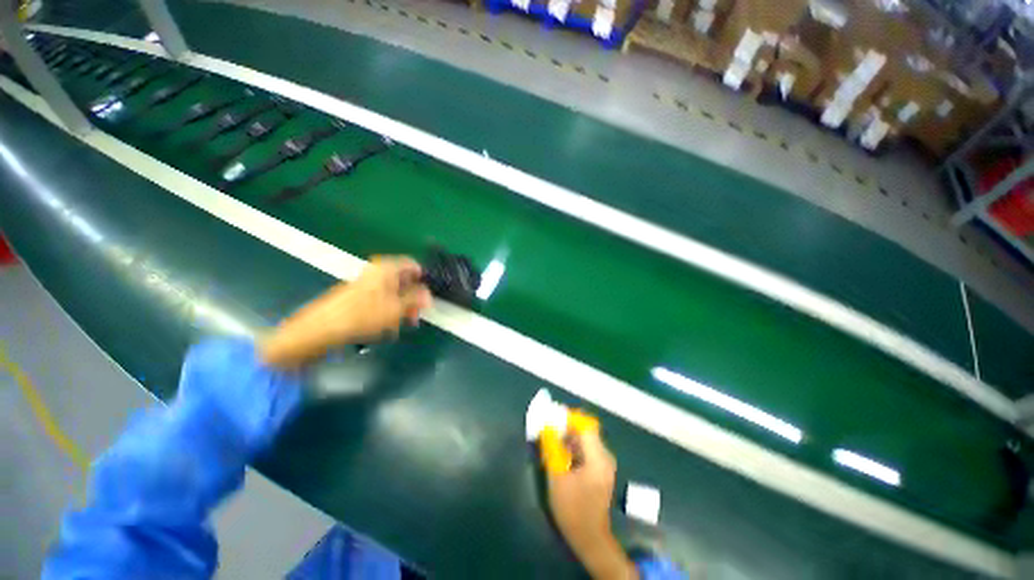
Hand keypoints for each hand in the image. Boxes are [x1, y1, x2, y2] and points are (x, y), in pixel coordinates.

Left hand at [259, 256, 432, 367]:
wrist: (322, 328)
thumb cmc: (364, 315)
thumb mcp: (397, 308)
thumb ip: (416, 299)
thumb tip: (428, 295)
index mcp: (387, 268)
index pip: (412, 264)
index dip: (423, 279)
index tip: (428, 296)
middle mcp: (376, 271)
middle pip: (403, 279)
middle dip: (412, 297)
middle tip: (416, 315)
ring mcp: (365, 282)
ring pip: (392, 291)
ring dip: (401, 306)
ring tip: (402, 324)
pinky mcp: (357, 295)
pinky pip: (380, 298)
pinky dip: (387, 309)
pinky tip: (386, 325)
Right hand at [547, 429, 637, 579]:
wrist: (589, 538)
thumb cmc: (572, 508)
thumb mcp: (556, 477)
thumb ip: (552, 448)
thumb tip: (546, 427)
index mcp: (597, 457)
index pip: (585, 425)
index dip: (569, 418)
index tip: (553, 419)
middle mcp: (605, 456)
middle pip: (586, 431)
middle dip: (567, 429)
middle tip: (550, 432)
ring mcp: (605, 464)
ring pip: (586, 440)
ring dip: (569, 439)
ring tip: (553, 444)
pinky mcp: (601, 470)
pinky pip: (587, 450)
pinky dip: (574, 448)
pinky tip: (562, 457)